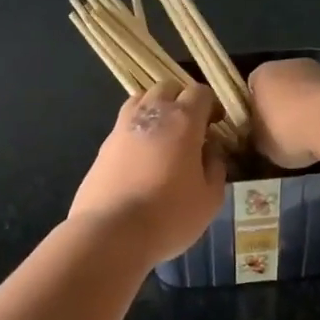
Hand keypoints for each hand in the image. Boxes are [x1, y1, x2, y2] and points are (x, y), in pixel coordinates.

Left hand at [68, 82, 227, 263]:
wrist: (111, 232)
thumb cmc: (169, 215)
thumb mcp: (210, 198)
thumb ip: (215, 167)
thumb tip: (211, 151)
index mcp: (182, 120)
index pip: (200, 92)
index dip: (211, 105)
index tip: (216, 125)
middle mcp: (151, 114)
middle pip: (167, 87)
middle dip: (181, 100)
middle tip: (190, 127)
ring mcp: (122, 127)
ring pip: (141, 100)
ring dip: (156, 109)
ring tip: (164, 136)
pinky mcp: (103, 145)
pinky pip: (124, 124)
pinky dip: (137, 129)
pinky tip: (142, 156)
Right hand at [248, 58, 319, 169]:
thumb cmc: (287, 129)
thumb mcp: (263, 144)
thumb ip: (260, 138)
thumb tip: (262, 139)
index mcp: (260, 75)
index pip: (252, 90)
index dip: (256, 110)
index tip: (262, 129)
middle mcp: (287, 64)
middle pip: (281, 86)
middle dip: (283, 107)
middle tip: (285, 134)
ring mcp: (317, 69)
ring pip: (306, 91)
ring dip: (307, 108)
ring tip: (311, 136)